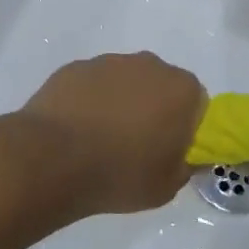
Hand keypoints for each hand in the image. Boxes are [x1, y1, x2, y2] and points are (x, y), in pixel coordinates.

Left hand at [22, 54, 208, 219]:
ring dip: (120, 103)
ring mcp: (109, 62)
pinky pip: (93, 84)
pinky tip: (76, 130)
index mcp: (181, 90)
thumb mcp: (167, 186)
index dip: (184, 127)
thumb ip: (184, 167)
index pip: (196, 103)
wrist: (52, 159)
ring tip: (100, 140)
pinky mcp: (76, 67)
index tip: (168, 150)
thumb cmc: (120, 173)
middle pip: (160, 86)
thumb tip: (184, 157)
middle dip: (153, 109)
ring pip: (125, 82)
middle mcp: (150, 65)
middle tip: (136, 145)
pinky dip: (89, 101)